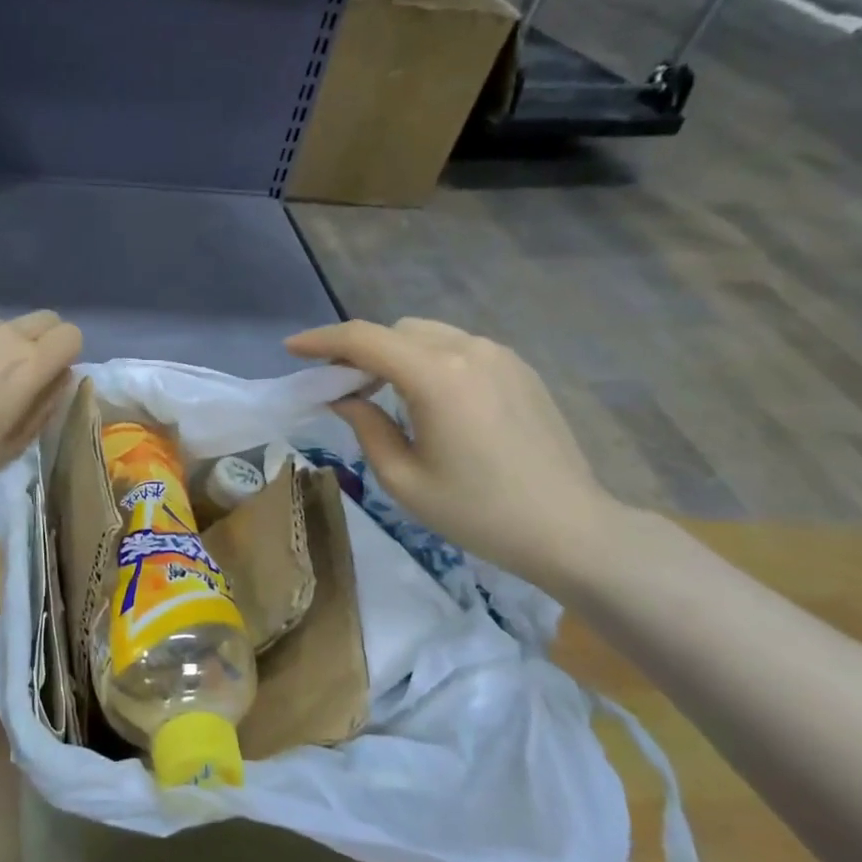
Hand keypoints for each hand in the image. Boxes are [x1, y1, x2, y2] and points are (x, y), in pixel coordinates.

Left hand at [0, 312, 83, 485]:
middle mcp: (5, 336)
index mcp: (30, 365)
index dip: (66, 355)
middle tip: (20, 375)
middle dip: (44, 341)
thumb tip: (59, 380)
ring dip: (2, 346)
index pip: (71, 334)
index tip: (49, 378)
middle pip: (45, 319)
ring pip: (3, 326)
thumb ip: (44, 407)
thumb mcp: (13, 445)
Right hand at [285, 318, 626, 592]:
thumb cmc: (477, 512)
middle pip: (395, 331)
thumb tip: (343, 398)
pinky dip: (427, 360)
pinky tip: (427, 400)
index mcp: (436, 376)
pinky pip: (458, 348)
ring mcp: (500, 355)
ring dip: (394, 354)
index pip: (364, 339)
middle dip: (359, 350)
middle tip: (339, 387)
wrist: (569, 529)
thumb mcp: (403, 478)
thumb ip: (365, 426)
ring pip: (427, 335)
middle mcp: (468, 350)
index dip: (321, 340)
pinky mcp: (519, 369)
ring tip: (381, 394)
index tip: (292, 350)